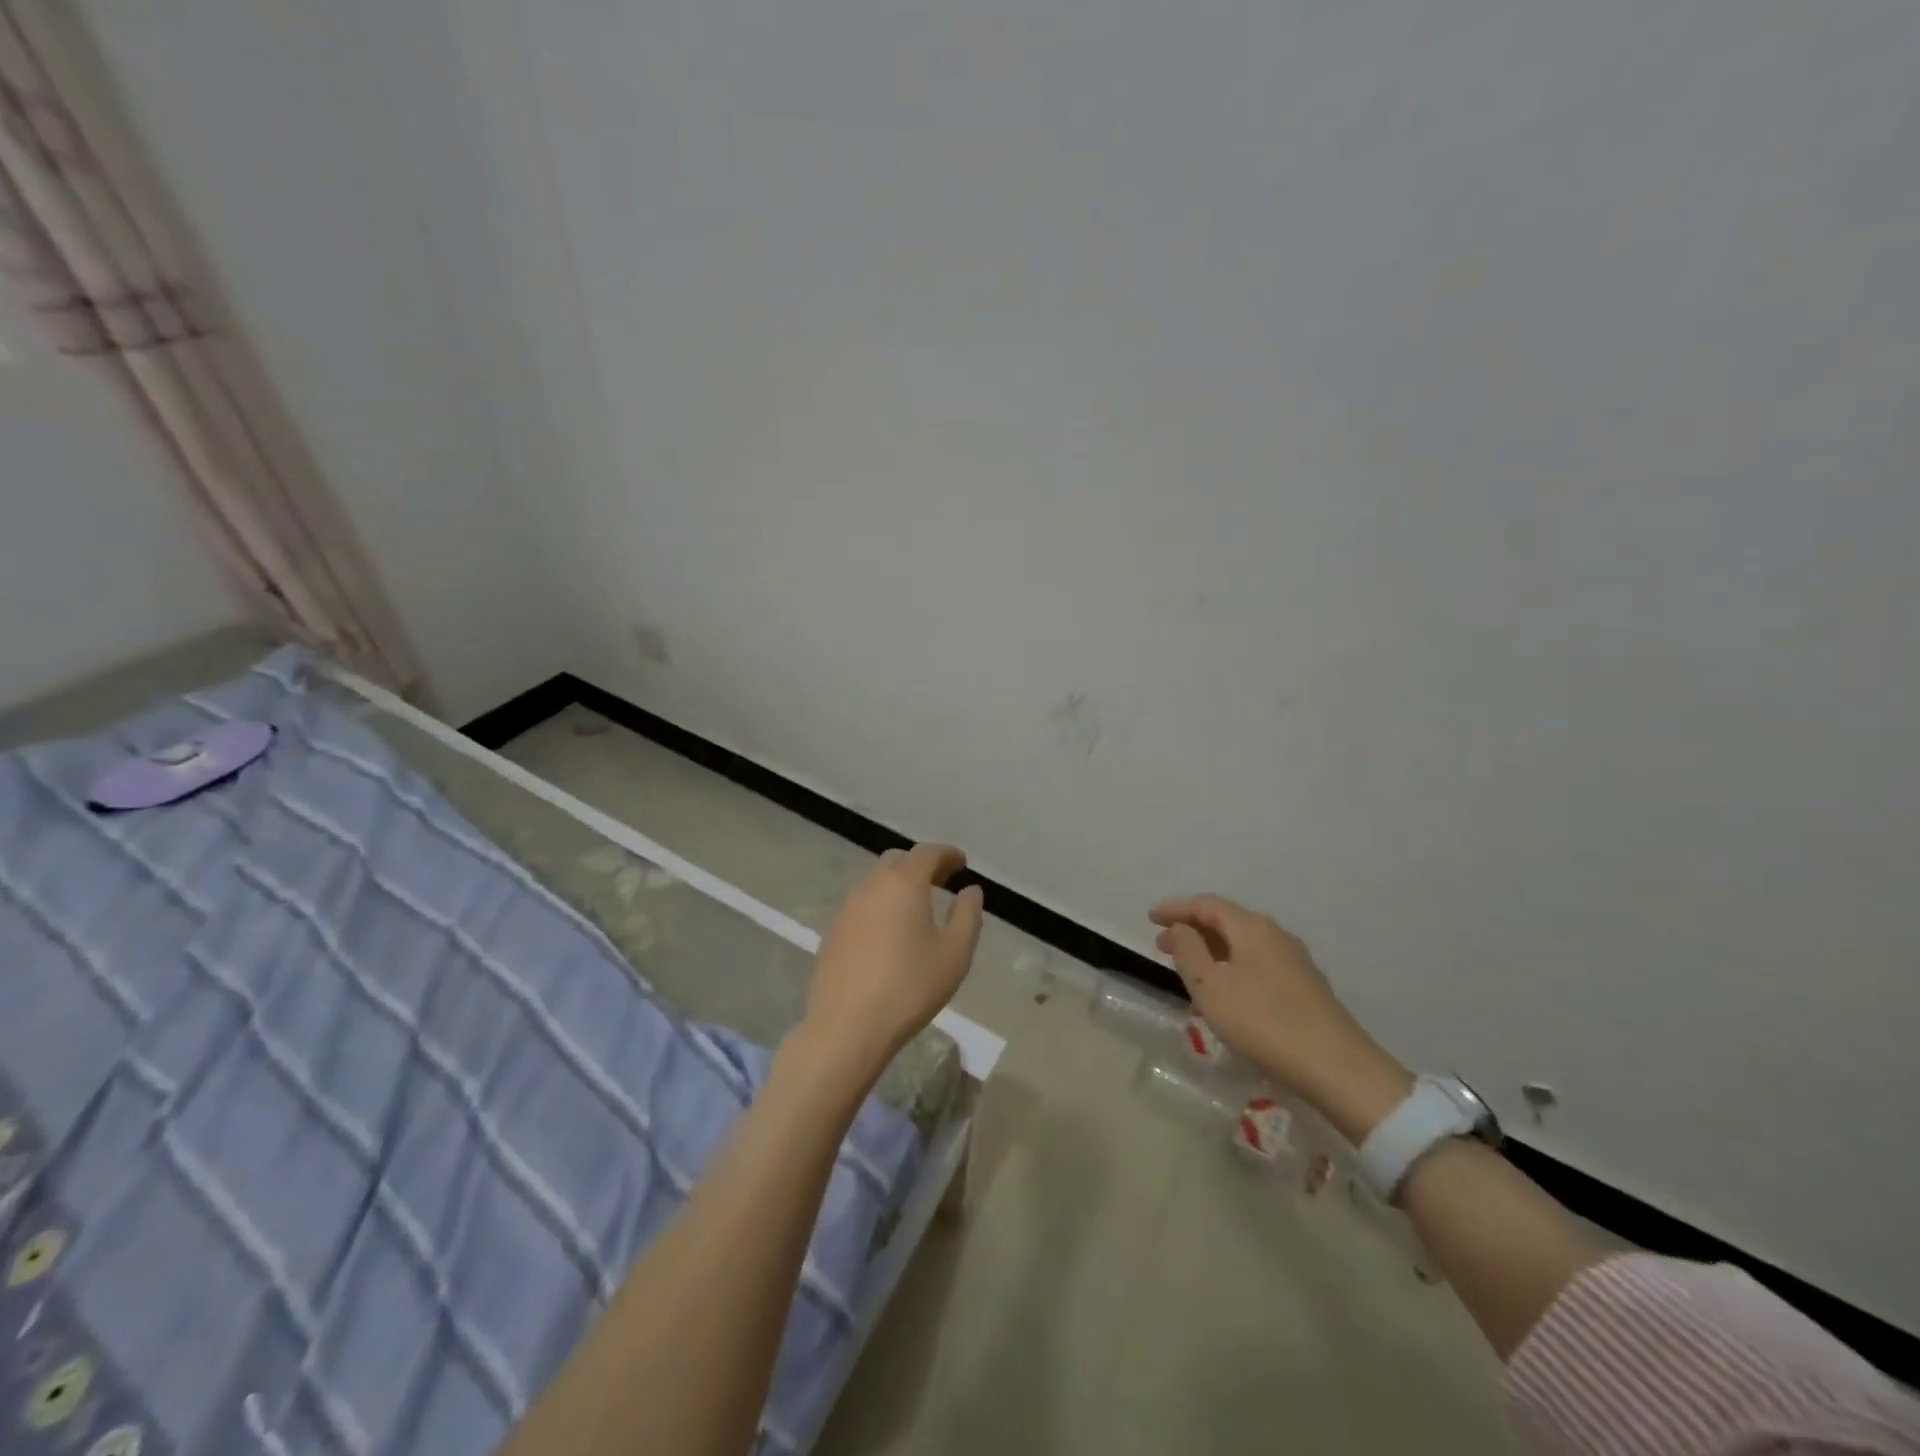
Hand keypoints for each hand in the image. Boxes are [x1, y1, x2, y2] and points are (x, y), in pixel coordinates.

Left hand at [803, 844, 984, 1084]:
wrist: (846, 1027)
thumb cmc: (909, 988)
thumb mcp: (954, 954)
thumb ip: (968, 916)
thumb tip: (970, 891)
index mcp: (903, 883)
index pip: (927, 852)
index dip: (947, 854)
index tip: (962, 863)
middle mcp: (871, 886)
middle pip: (898, 861)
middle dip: (922, 866)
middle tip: (942, 882)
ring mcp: (847, 908)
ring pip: (876, 881)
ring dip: (899, 884)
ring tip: (918, 907)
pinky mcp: (833, 931)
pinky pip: (862, 904)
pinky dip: (880, 904)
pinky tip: (890, 932)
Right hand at [1150, 894, 1411, 1141]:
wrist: (1338, 1068)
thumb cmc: (1263, 1022)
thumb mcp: (1211, 987)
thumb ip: (1188, 951)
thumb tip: (1180, 928)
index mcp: (1251, 928)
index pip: (1206, 905)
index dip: (1176, 909)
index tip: (1150, 918)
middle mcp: (1275, 934)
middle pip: (1226, 921)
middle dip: (1191, 929)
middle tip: (1162, 946)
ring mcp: (1294, 960)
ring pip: (1242, 944)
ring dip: (1211, 950)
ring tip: (1188, 970)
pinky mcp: (1305, 986)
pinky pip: (1256, 963)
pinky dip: (1231, 966)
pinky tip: (1224, 992)